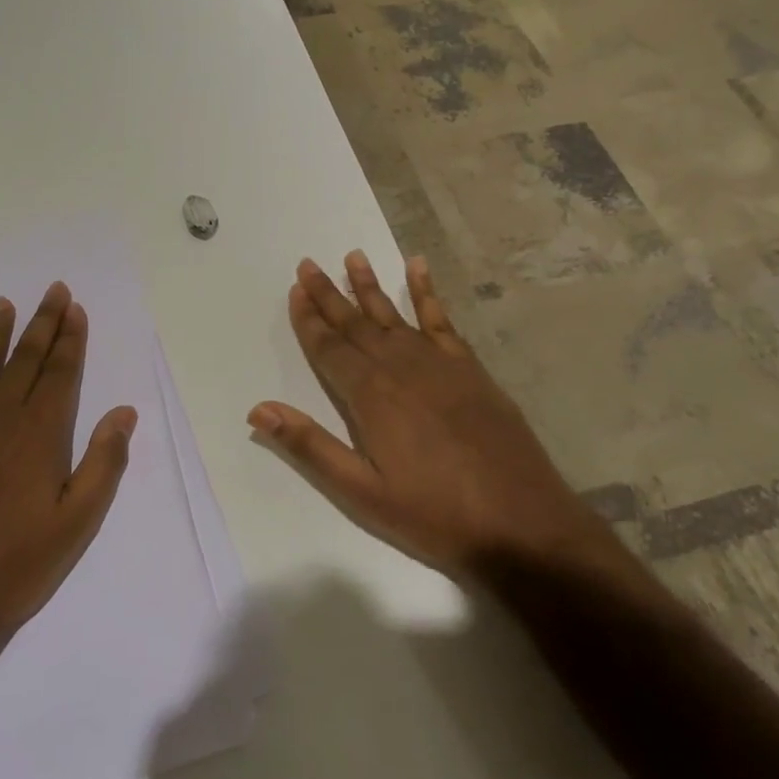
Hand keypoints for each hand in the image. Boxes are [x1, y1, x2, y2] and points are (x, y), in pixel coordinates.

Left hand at [0, 282, 137, 677]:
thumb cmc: (13, 567)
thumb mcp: (76, 524)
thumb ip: (103, 463)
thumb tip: (124, 412)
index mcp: (40, 434)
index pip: (61, 373)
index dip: (70, 339)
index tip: (75, 308)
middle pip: (24, 359)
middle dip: (42, 323)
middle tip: (52, 290)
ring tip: (3, 304)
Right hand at [249, 252, 617, 579]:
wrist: (520, 521)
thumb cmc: (433, 514)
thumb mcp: (362, 492)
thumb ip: (310, 446)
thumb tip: (258, 409)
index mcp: (371, 396)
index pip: (330, 348)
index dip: (309, 320)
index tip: (294, 291)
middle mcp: (400, 367)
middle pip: (356, 323)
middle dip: (329, 294)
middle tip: (308, 265)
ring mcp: (439, 363)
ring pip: (393, 315)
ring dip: (370, 285)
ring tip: (353, 256)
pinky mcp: (469, 368)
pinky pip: (441, 319)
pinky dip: (427, 292)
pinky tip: (418, 267)